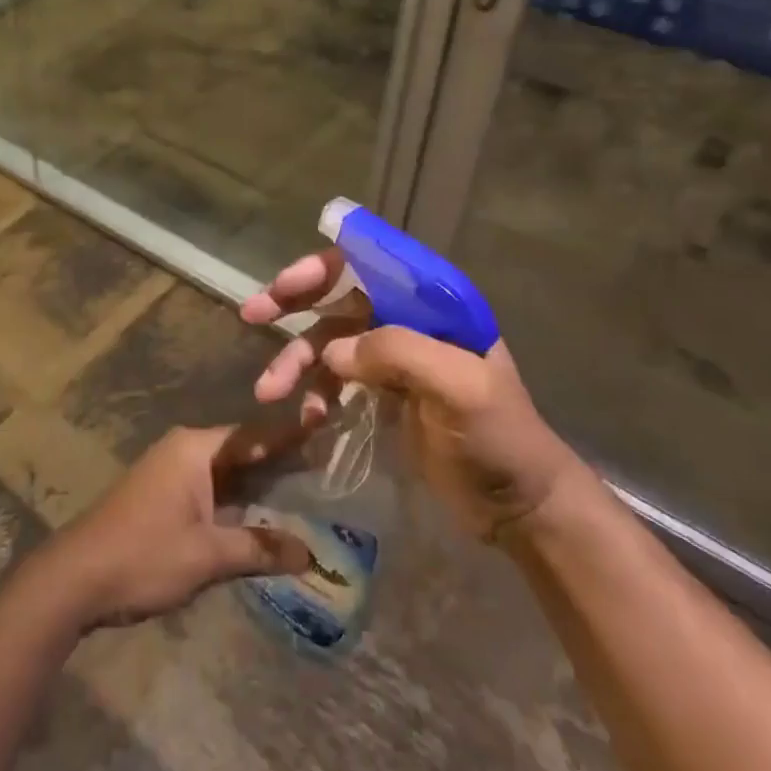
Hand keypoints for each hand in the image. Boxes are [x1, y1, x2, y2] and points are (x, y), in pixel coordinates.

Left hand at [43, 422, 314, 628]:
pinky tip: (263, 516)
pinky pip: (212, 487)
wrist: (76, 577)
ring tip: (308, 492)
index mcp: (196, 449)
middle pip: (243, 450)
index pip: (255, 435)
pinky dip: (238, 499)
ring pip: (228, 471)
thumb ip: (258, 548)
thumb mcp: (207, 555)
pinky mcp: (164, 494)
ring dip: (260, 485)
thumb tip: (310, 553)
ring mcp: (172, 471)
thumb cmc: (144, 555)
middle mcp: (185, 450)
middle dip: (281, 462)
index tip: (329, 429)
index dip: (292, 436)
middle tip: (329, 468)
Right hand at [240, 248, 588, 542]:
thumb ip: (398, 353)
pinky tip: (310, 418)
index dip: (324, 267)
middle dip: (294, 302)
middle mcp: (409, 319)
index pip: (371, 263)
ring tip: (267, 390)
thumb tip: (332, 351)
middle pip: (341, 296)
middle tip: (252, 313)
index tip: (284, 284)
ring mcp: (394, 357)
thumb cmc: (499, 438)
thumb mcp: (460, 388)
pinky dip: (317, 393)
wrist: (519, 506)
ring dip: (296, 361)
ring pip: (331, 342)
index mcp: (433, 304)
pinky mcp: (383, 392)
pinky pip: (336, 379)